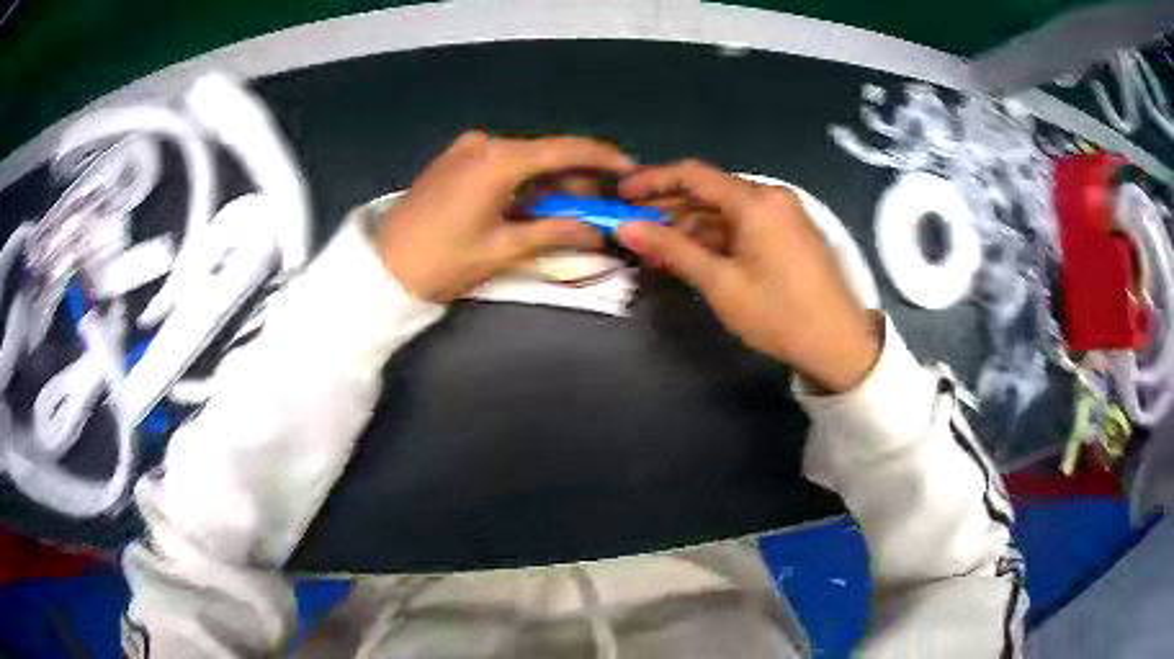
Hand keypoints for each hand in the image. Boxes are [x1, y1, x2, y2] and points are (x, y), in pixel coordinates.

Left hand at [376, 132, 634, 301]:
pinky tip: (533, 201)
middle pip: (546, 151)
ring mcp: (467, 147)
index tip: (630, 170)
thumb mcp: (502, 249)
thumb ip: (554, 231)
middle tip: (598, 205)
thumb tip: (598, 230)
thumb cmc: (441, 261)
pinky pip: (502, 161)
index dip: (603, 158)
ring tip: (569, 209)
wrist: (380, 266)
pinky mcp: (455, 158)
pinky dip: (525, 178)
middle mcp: (485, 142)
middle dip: (577, 175)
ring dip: (550, 179)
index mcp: (499, 160)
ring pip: (525, 157)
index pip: (565, 149)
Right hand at [617, 160, 878, 392]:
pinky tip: (692, 252)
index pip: (692, 174)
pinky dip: (715, 234)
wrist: (839, 343)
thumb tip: (625, 227)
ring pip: (724, 208)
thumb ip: (672, 249)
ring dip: (690, 223)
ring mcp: (782, 213)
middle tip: (632, 226)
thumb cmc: (779, 314)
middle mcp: (770, 195)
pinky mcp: (788, 231)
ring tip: (655, 244)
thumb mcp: (721, 284)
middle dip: (669, 206)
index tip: (621, 195)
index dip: (652, 180)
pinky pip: (742, 222)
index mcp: (755, 200)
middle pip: (708, 190)